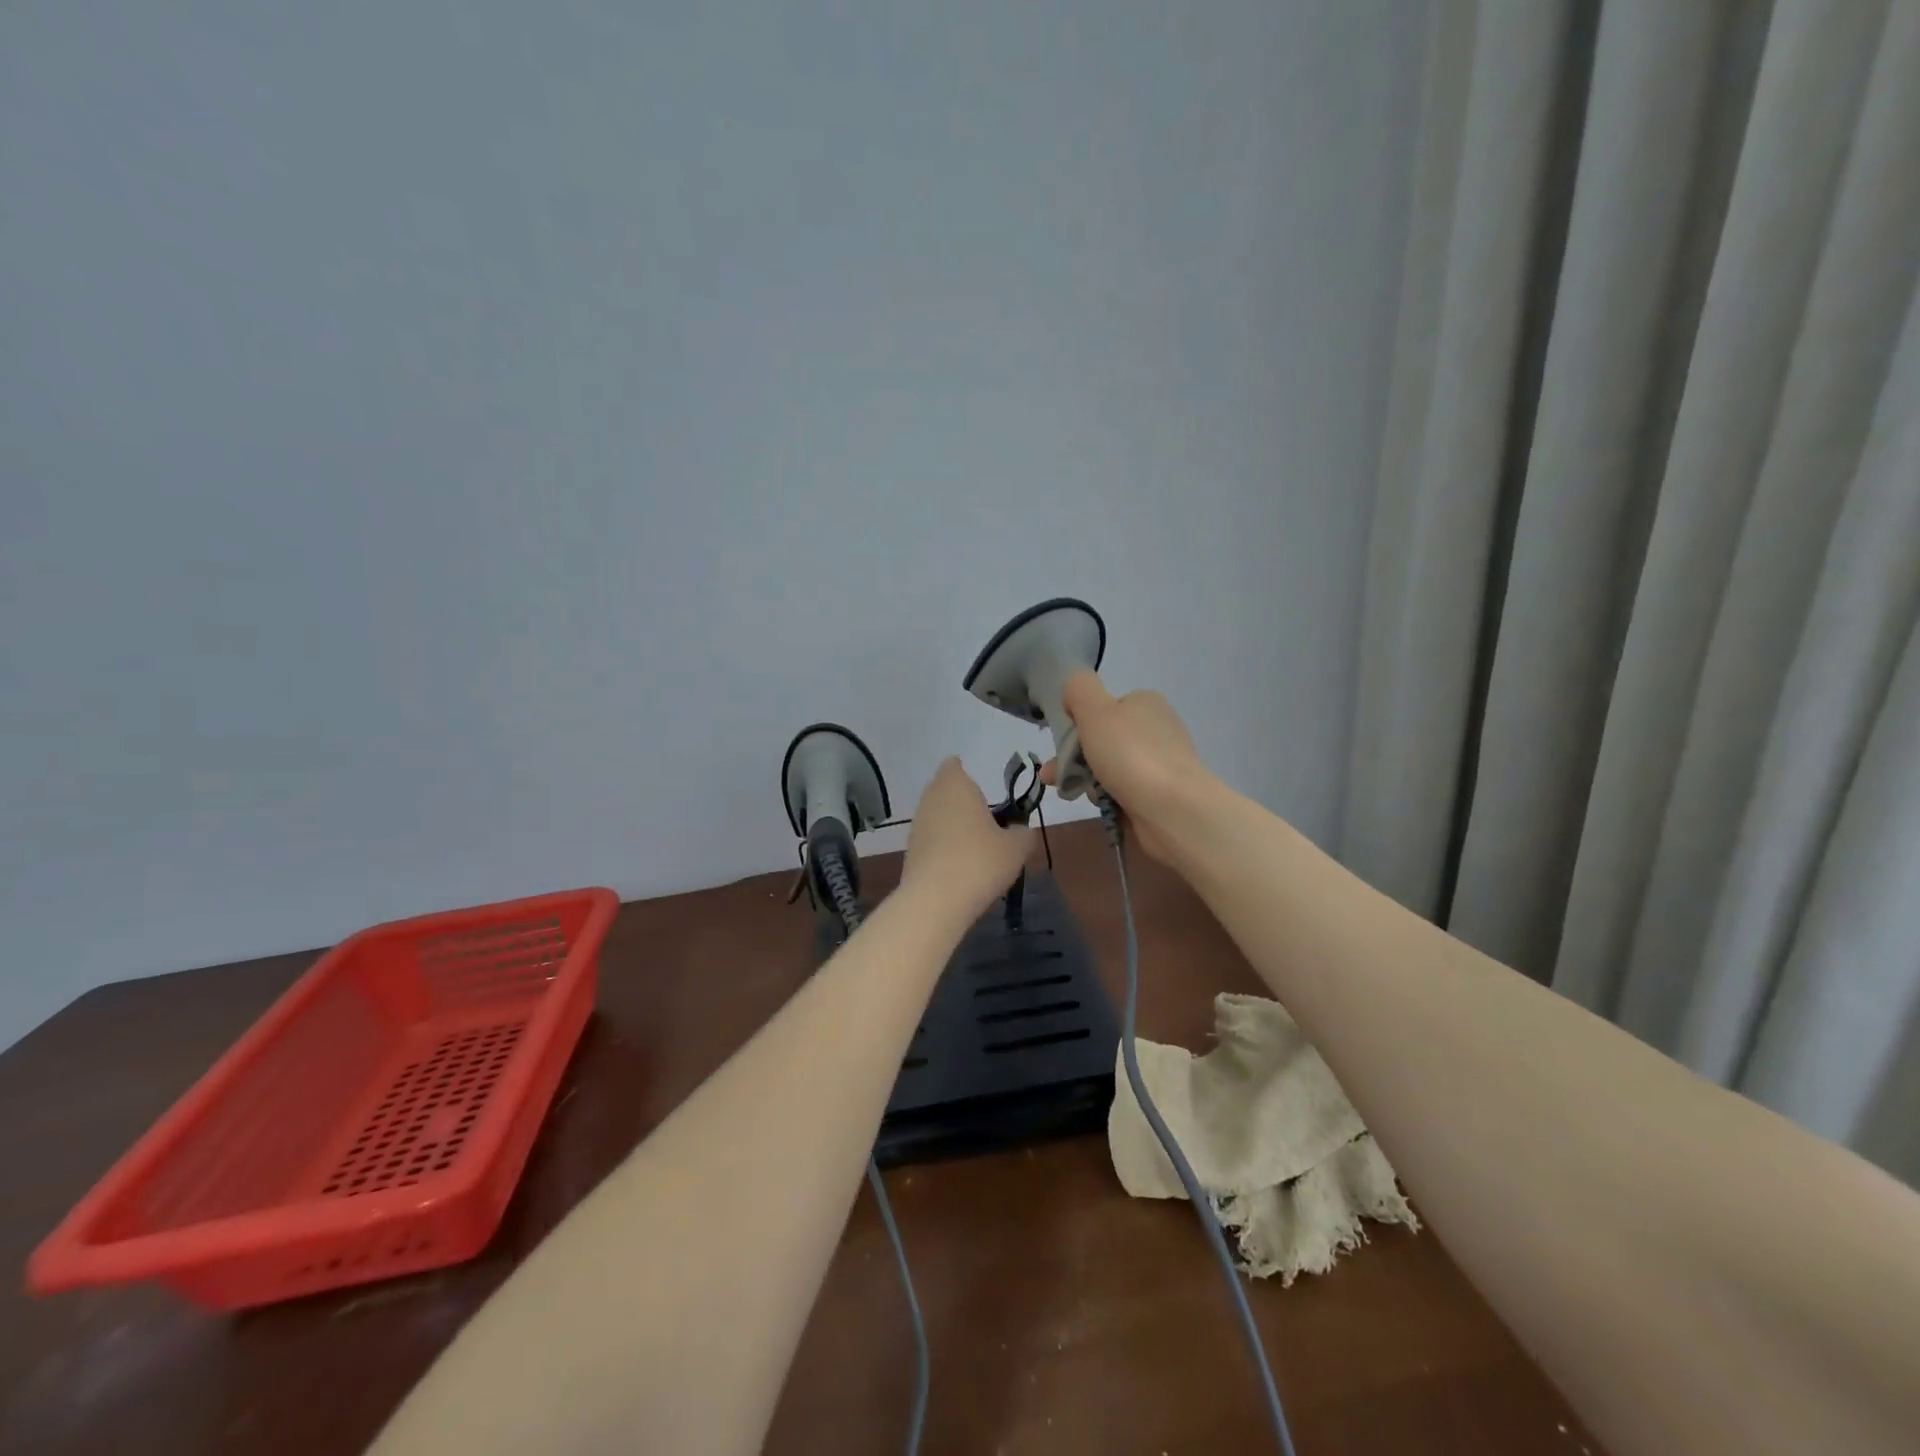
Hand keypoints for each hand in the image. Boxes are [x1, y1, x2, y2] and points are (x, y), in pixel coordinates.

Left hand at [899, 758, 1032, 919]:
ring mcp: (917, 825)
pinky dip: (944, 846)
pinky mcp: (910, 851)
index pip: (954, 765)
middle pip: (945, 790)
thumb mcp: (1016, 848)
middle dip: (963, 801)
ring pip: (937, 815)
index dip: (966, 773)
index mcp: (956, 786)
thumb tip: (1020, 831)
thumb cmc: (980, 861)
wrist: (935, 901)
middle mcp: (931, 798)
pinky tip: (961, 866)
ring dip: (953, 824)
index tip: (983, 790)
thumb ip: (1023, 834)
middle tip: (987, 819)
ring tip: (977, 846)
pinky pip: (931, 839)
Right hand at [1041, 671, 1210, 862]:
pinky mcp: (1162, 795)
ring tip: (1072, 794)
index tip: (1062, 743)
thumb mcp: (1095, 710)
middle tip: (1053, 776)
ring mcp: (1161, 763)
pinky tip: (1101, 807)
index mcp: (1146, 703)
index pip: (1103, 708)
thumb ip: (1079, 689)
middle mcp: (1157, 729)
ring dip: (1087, 781)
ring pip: (1110, 768)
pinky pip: (1124, 792)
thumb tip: (1074, 689)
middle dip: (1074, 758)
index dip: (1078, 724)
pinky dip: (1109, 799)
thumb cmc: (1130, 755)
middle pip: (1103, 740)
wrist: (1172, 810)